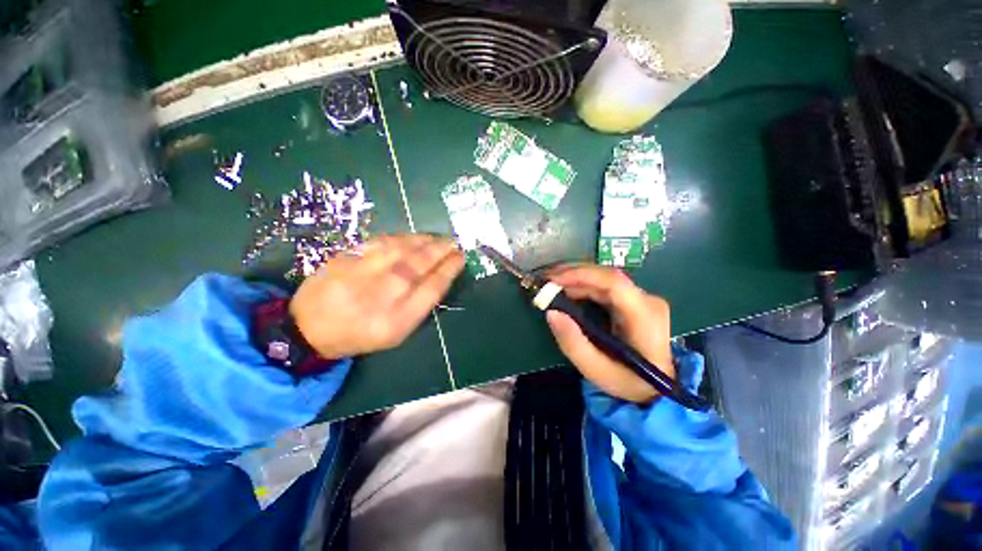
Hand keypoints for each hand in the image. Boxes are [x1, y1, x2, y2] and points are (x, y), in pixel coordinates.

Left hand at [290, 234, 463, 358]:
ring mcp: (358, 277)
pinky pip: (378, 244)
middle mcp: (378, 299)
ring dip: (423, 241)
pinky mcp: (343, 260)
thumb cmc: (360, 335)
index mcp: (395, 323)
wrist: (308, 329)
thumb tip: (440, 275)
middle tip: (454, 242)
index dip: (448, 270)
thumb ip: (419, 306)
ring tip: (437, 238)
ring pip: (398, 251)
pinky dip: (401, 238)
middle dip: (440, 251)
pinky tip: (413, 237)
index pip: (430, 290)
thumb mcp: (396, 334)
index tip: (460, 258)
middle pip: (416, 267)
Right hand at [545, 265, 673, 402]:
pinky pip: (604, 286)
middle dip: (573, 274)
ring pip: (604, 279)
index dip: (581, 276)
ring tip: (551, 283)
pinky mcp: (634, 301)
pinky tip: (566, 289)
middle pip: (606, 277)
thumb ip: (573, 343)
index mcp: (644, 315)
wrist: (656, 389)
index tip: (553, 280)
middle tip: (545, 279)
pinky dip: (582, 285)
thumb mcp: (596, 370)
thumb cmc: (628, 382)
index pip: (613, 282)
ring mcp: (642, 298)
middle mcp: (647, 300)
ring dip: (575, 278)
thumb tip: (551, 313)